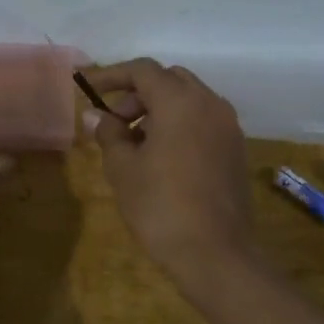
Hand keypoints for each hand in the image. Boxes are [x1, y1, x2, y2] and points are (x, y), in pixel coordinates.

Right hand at [82, 59, 255, 286]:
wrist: (214, 253)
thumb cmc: (160, 206)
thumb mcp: (123, 168)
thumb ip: (108, 133)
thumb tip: (95, 116)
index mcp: (180, 101)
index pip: (143, 70)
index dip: (112, 75)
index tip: (88, 88)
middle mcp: (209, 103)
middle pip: (169, 80)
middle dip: (138, 94)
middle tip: (114, 122)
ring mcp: (228, 126)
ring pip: (189, 100)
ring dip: (159, 110)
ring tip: (134, 143)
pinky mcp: (235, 149)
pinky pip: (203, 121)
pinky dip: (179, 125)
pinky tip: (161, 157)